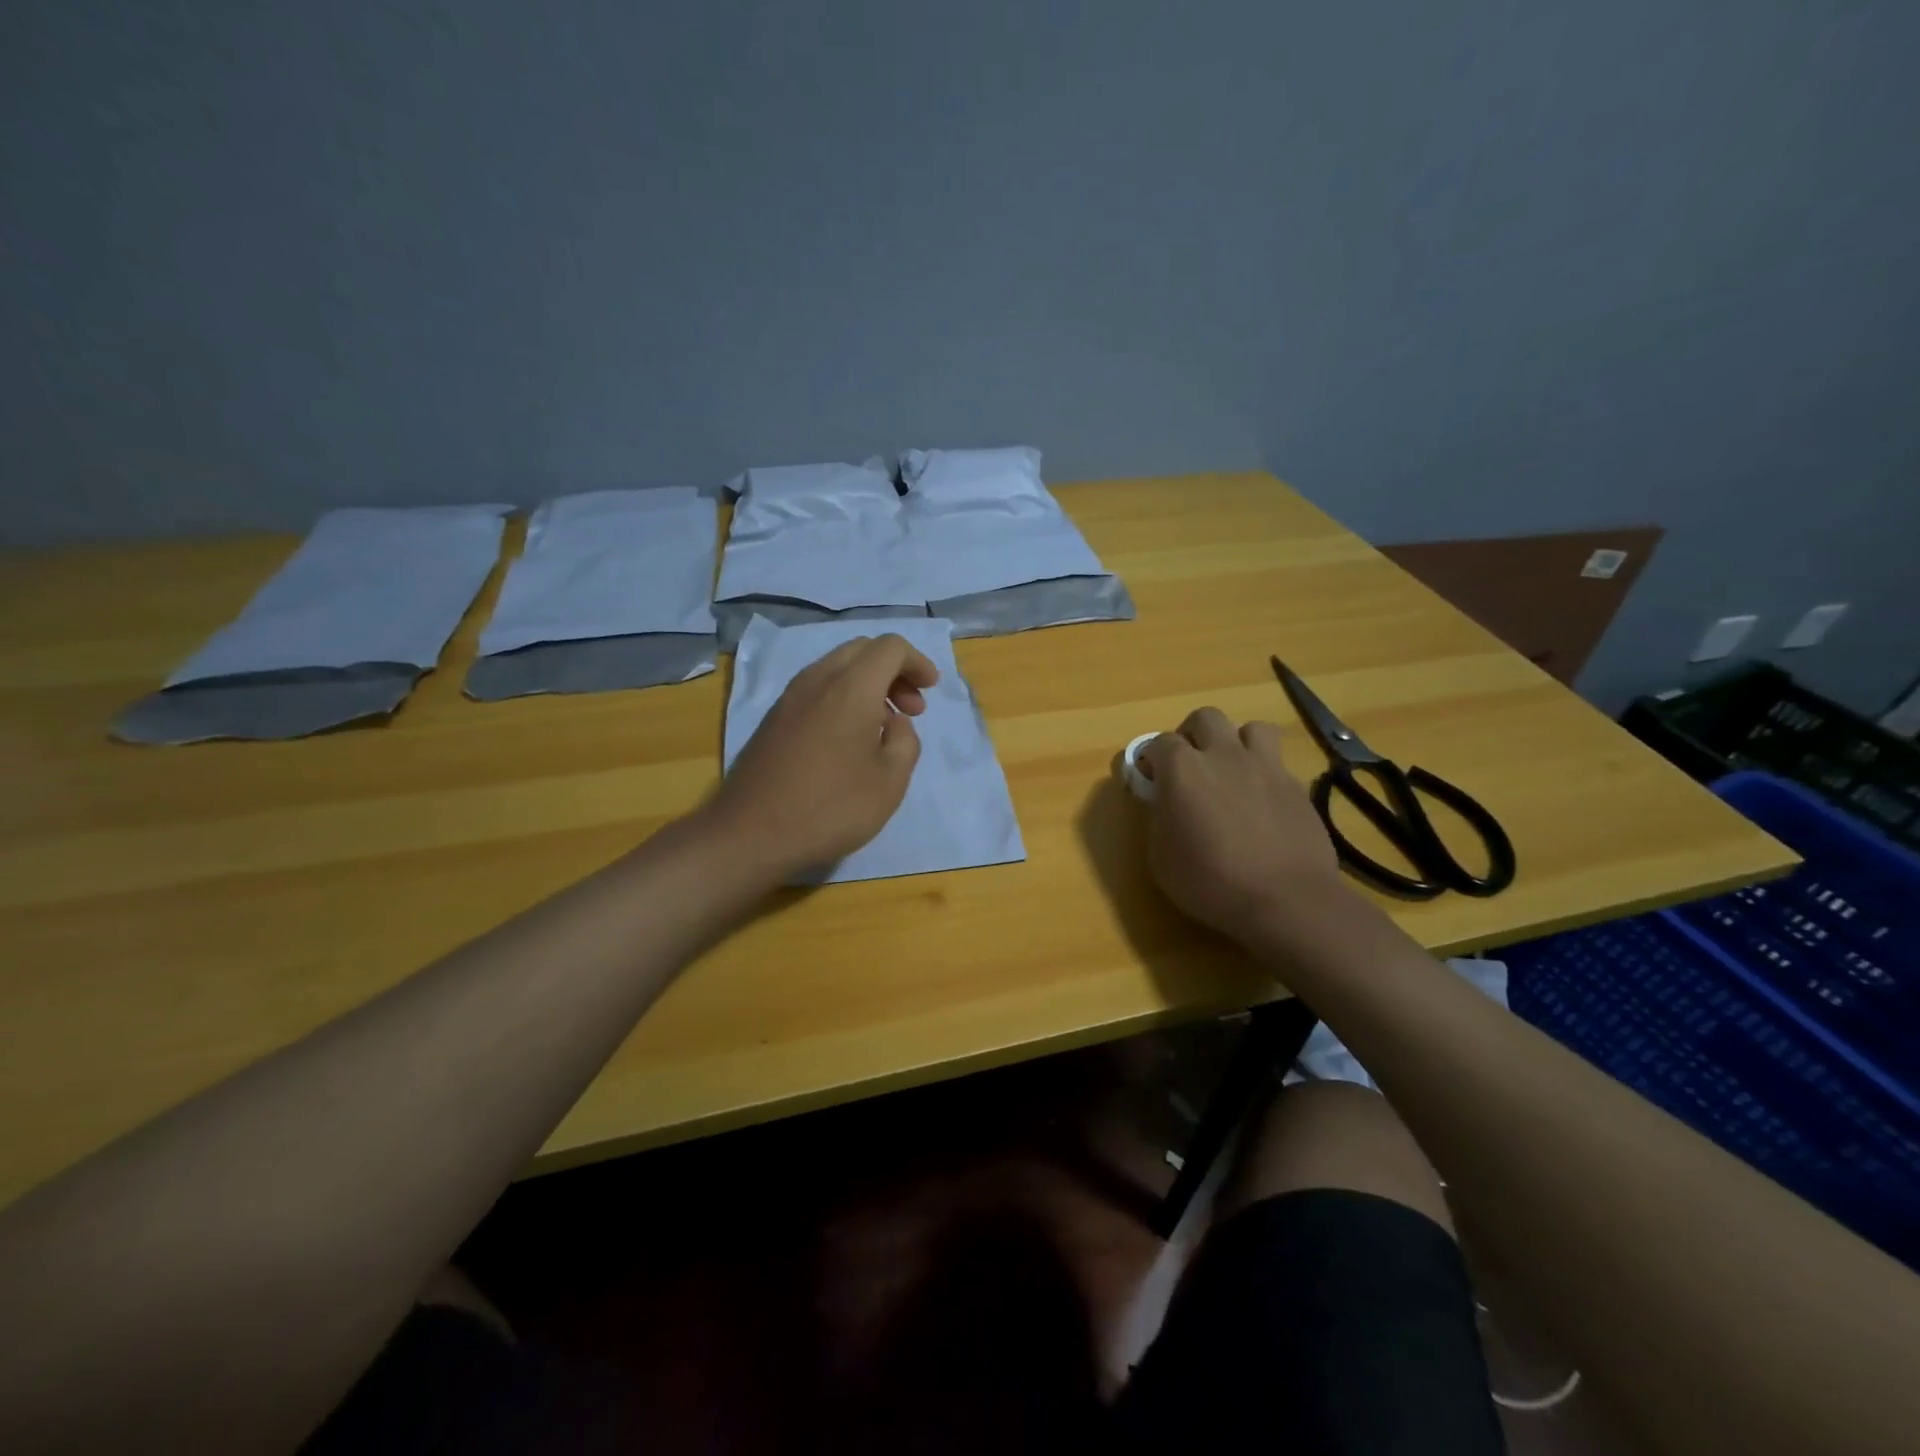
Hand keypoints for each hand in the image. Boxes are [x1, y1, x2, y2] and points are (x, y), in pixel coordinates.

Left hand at [704, 634, 939, 879]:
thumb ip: (905, 742)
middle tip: (911, 709)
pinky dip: (843, 697)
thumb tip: (894, 723)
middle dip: (893, 670)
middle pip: (862, 650)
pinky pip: (817, 689)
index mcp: (851, 687)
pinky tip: (849, 739)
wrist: (750, 834)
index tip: (930, 690)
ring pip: (837, 667)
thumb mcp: (890, 781)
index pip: (890, 648)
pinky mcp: (773, 719)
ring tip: (883, 725)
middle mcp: (818, 680)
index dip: (917, 662)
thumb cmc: (830, 808)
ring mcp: (790, 698)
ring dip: (867, 684)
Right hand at [1142, 707, 1347, 944]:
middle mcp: (1223, 755)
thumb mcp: (1161, 857)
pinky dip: (1265, 773)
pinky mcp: (1296, 786)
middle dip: (1193, 735)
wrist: (1285, 899)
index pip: (1160, 742)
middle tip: (1190, 766)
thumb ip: (1160, 818)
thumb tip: (1166, 803)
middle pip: (1205, 718)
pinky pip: (1277, 763)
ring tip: (1233, 771)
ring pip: (1251, 728)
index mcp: (1182, 769)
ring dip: (1237, 743)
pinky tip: (1262, 802)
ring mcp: (1265, 766)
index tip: (1151, 780)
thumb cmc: (1209, 882)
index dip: (1153, 759)